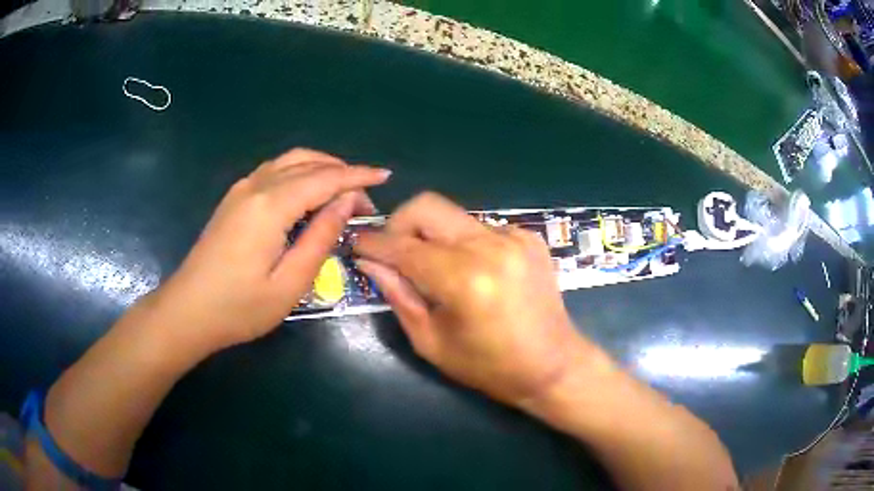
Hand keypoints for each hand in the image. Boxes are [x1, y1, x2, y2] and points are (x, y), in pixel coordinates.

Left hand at [152, 148, 389, 354]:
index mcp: (271, 206)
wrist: (188, 311)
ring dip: (320, 167)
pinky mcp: (233, 199)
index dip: (357, 176)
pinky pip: (274, 172)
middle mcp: (256, 187)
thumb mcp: (289, 284)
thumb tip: (345, 203)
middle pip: (307, 162)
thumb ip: (320, 239)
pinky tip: (307, 193)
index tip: (385, 176)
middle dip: (341, 171)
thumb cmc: (239, 307)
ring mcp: (241, 190)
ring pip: (288, 161)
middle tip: (364, 197)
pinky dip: (299, 173)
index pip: (324, 178)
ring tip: (342, 190)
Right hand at [354, 192, 600, 407]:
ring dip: (432, 236)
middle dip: (399, 223)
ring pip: (453, 216)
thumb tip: (370, 263)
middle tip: (392, 252)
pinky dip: (463, 244)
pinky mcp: (529, 237)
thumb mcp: (432, 342)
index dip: (373, 243)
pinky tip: (471, 272)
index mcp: (464, 280)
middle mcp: (490, 246)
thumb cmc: (489, 367)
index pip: (403, 247)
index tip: (357, 245)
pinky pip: (479, 228)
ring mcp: (514, 236)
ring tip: (433, 269)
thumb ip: (398, 296)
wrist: (554, 364)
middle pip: (428, 206)